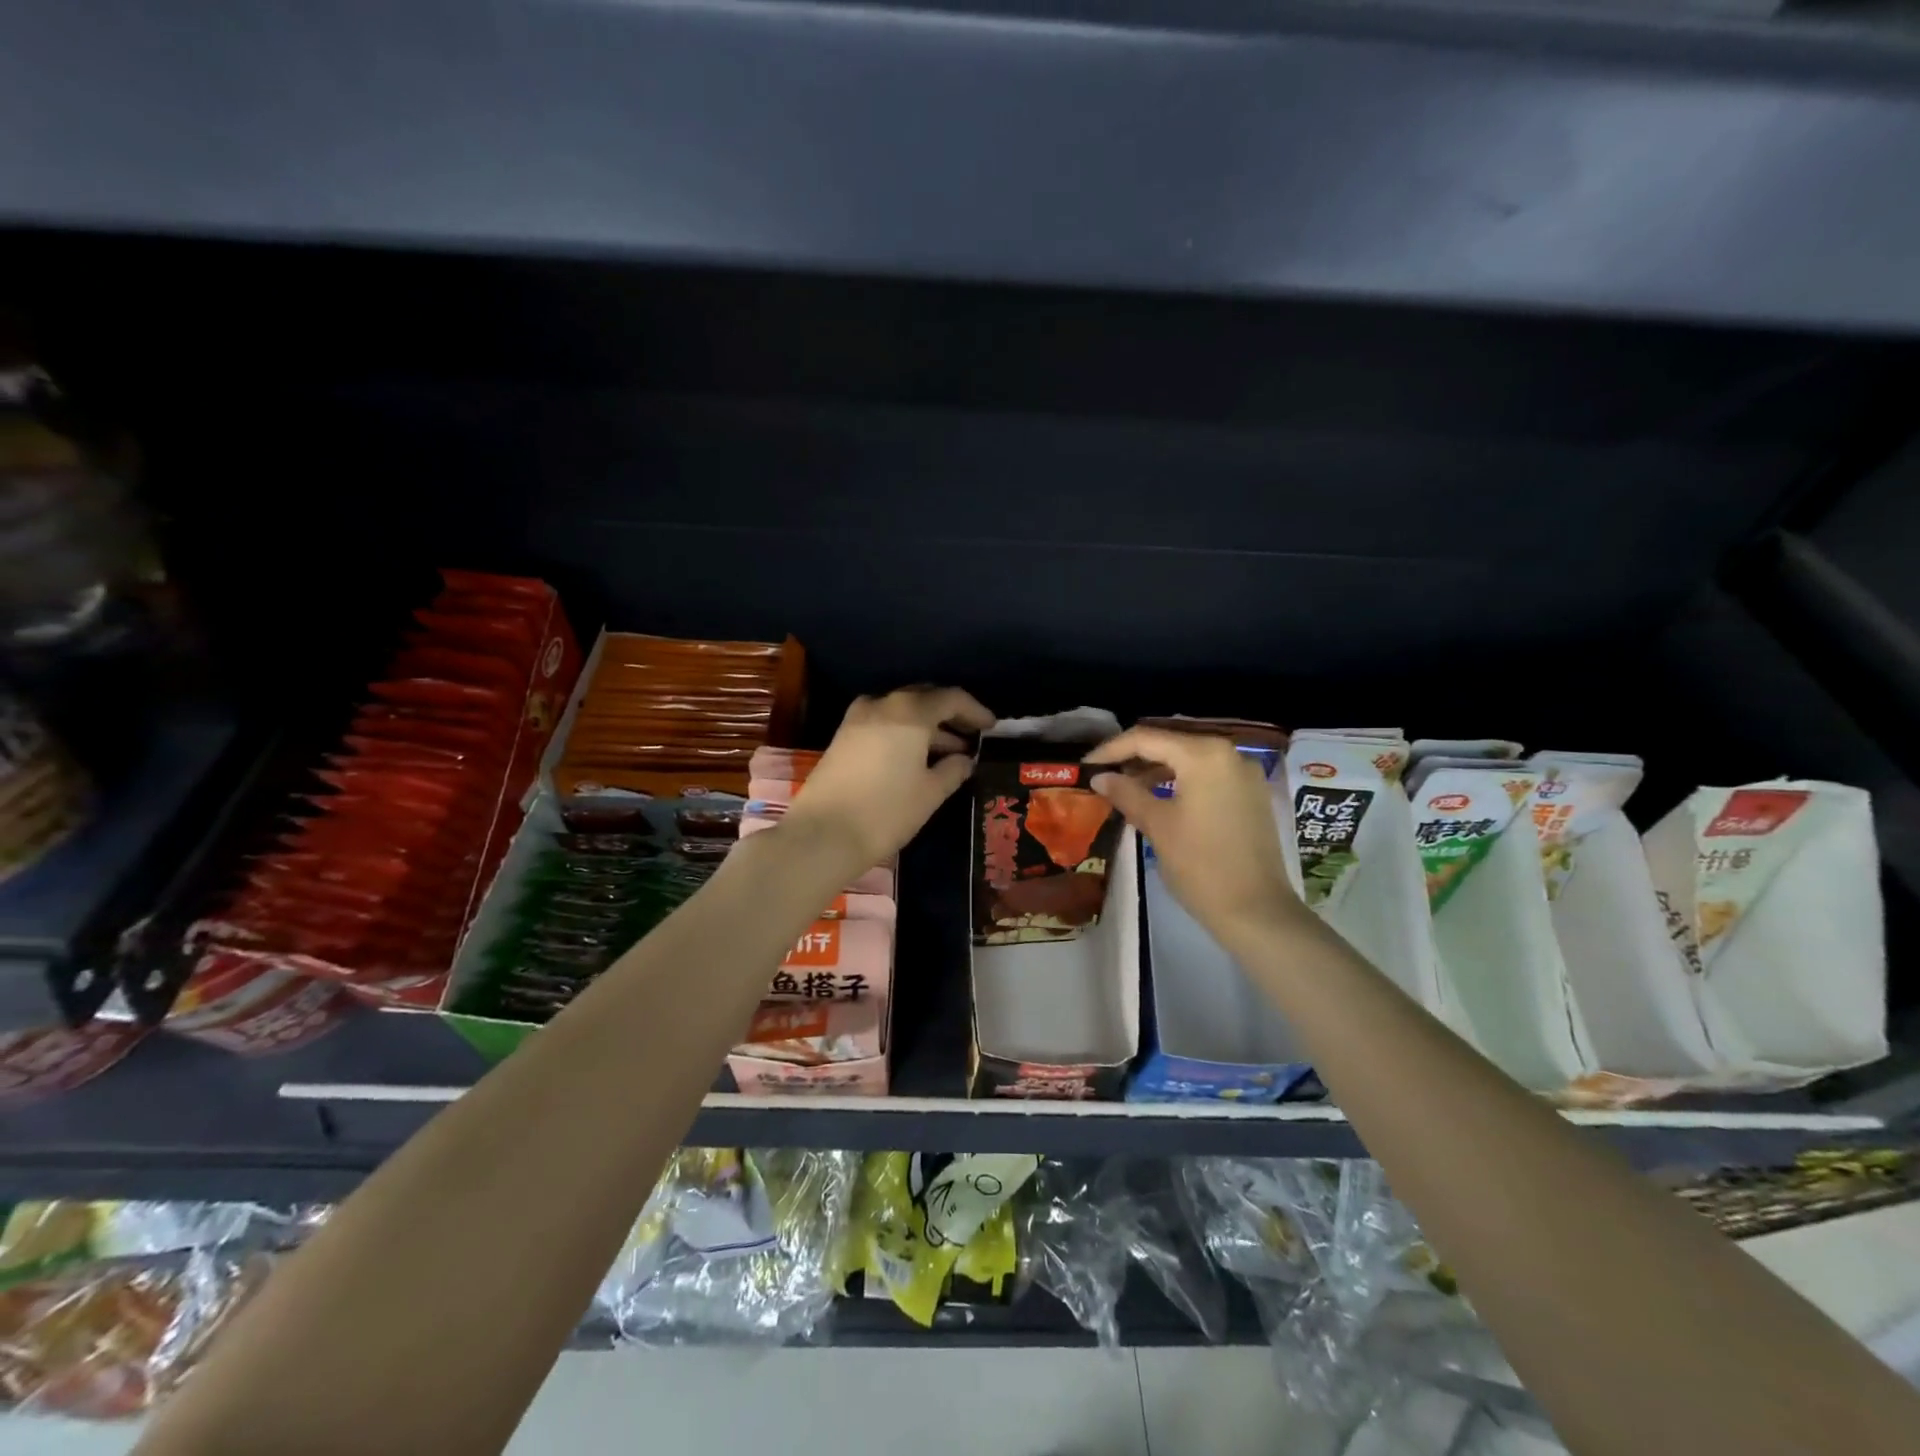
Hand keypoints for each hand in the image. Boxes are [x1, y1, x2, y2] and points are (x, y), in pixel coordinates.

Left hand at [781, 686, 994, 876]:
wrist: (822, 835)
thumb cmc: (886, 812)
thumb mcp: (930, 793)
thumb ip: (953, 770)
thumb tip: (965, 759)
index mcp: (909, 712)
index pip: (951, 698)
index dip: (975, 711)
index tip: (991, 727)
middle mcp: (882, 704)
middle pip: (924, 698)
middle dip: (950, 715)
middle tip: (971, 736)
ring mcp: (857, 719)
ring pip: (902, 711)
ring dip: (927, 727)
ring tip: (950, 753)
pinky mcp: (843, 737)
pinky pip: (883, 724)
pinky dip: (904, 734)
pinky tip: (916, 758)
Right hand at [1084, 727, 1301, 944]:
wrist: (1257, 911)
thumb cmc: (1201, 865)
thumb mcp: (1157, 825)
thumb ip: (1126, 793)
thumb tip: (1100, 777)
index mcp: (1204, 754)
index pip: (1146, 739)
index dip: (1111, 750)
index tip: (1086, 766)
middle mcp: (1229, 753)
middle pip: (1170, 743)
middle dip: (1133, 758)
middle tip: (1102, 775)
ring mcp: (1245, 774)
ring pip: (1190, 759)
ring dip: (1156, 770)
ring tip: (1125, 788)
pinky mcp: (1252, 795)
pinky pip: (1208, 775)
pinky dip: (1180, 781)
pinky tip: (1159, 798)